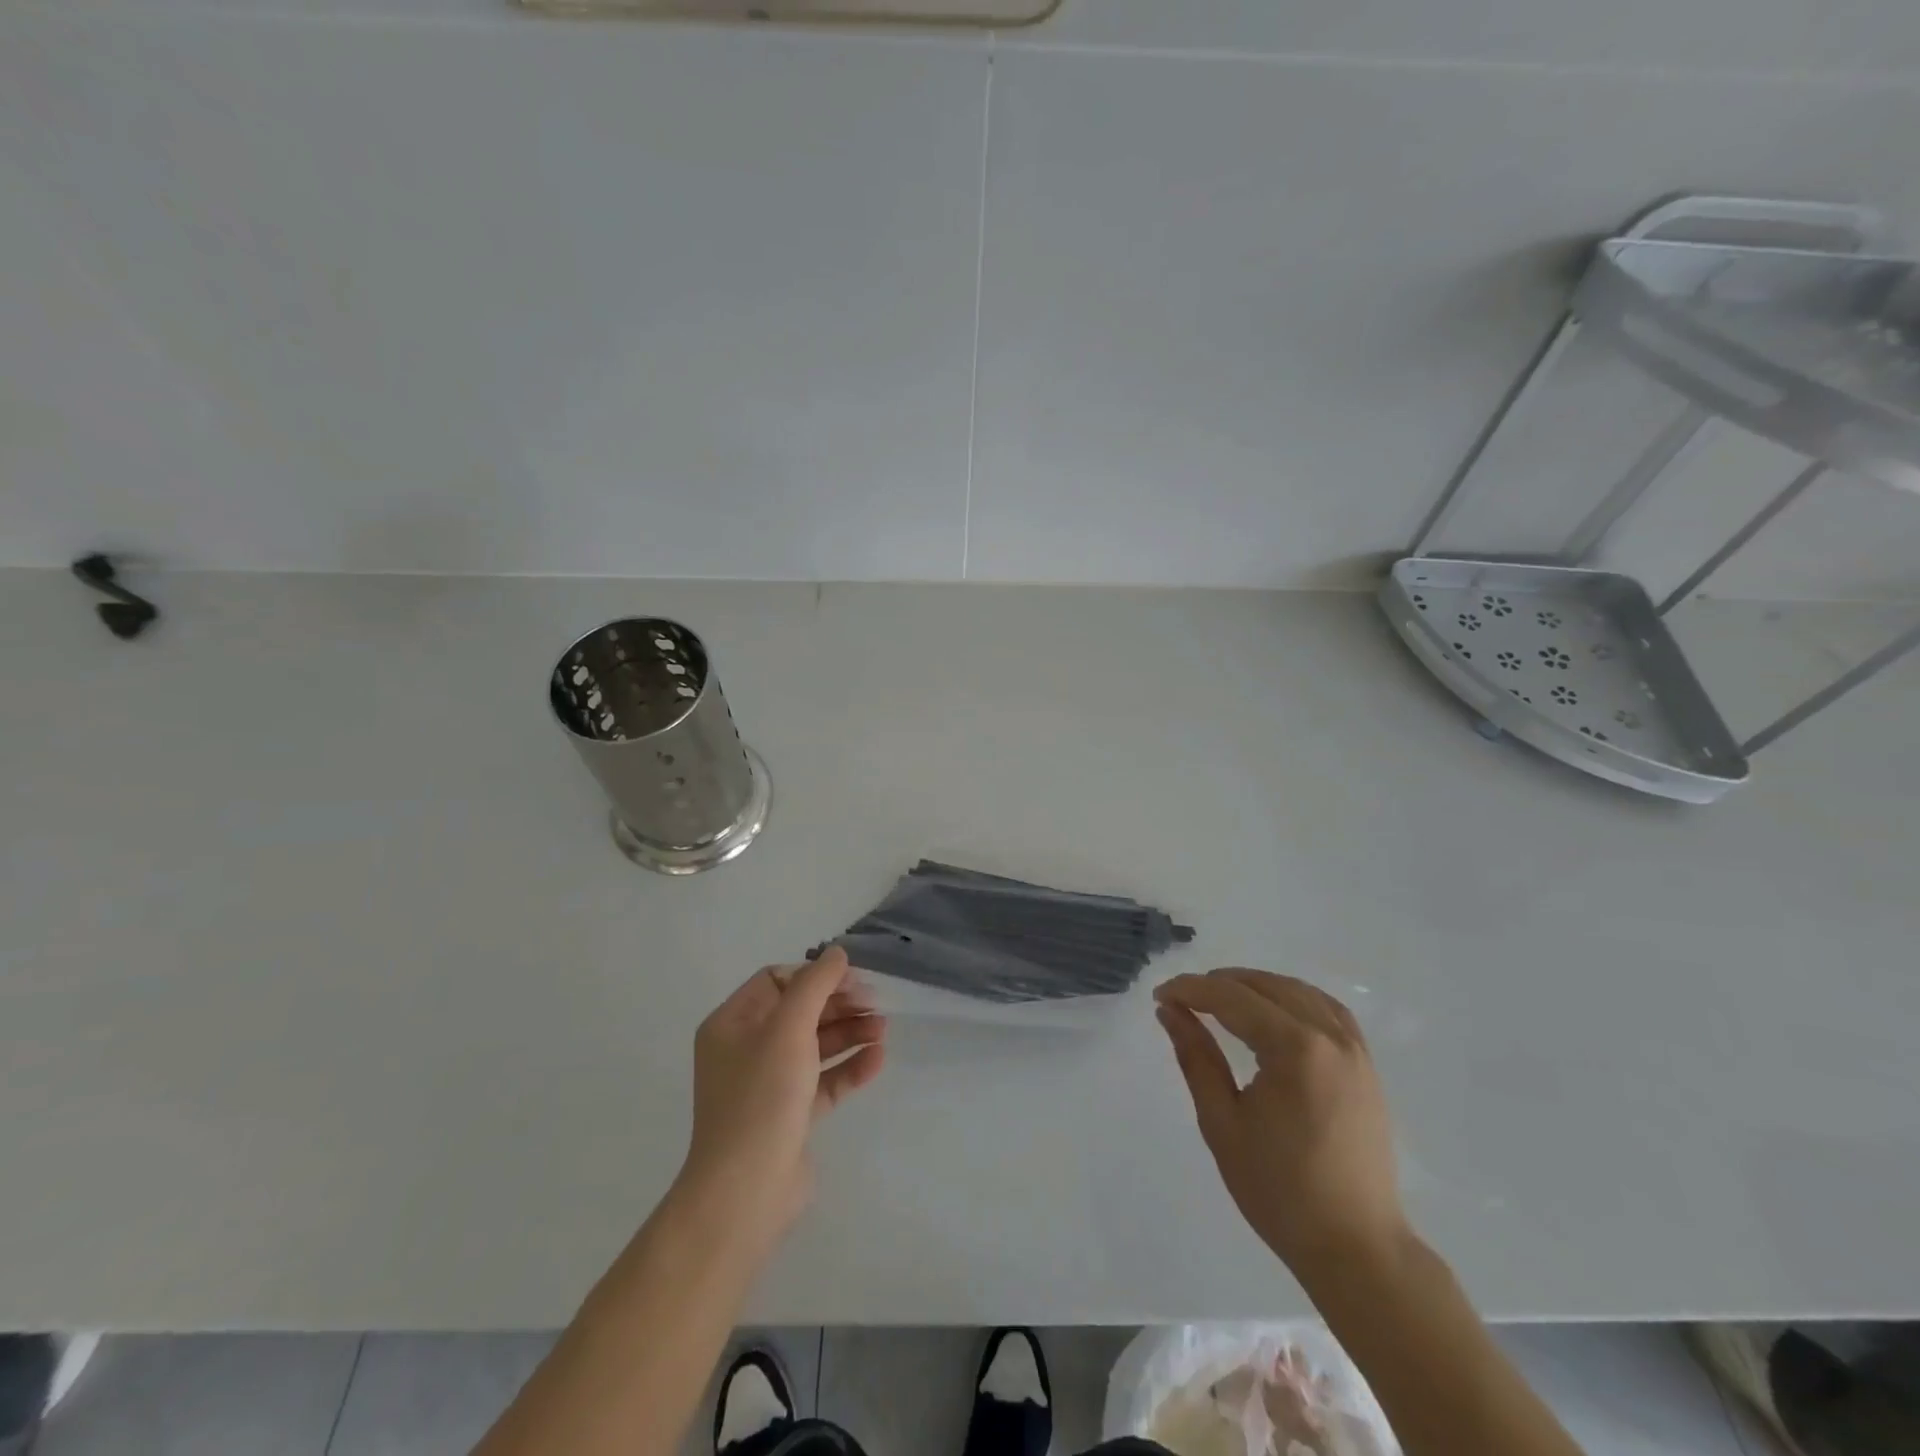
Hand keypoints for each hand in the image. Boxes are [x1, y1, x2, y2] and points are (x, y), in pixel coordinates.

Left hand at [677, 947, 886, 1247]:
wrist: (746, 1191)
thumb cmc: (762, 1097)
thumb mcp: (788, 1028)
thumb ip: (815, 985)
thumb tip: (837, 952)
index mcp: (731, 1024)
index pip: (776, 981)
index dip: (815, 976)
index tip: (852, 981)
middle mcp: (745, 1050)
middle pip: (799, 1012)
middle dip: (838, 1005)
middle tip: (876, 1004)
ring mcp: (767, 1085)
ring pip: (814, 1046)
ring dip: (849, 1033)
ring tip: (883, 1029)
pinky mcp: (789, 1115)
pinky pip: (823, 1081)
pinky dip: (848, 1068)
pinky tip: (877, 1060)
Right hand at [1154, 968, 1404, 1279]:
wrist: (1356, 1248)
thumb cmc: (1280, 1191)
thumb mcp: (1222, 1123)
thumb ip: (1196, 1058)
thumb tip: (1170, 1011)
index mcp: (1295, 1049)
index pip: (1232, 998)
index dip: (1191, 990)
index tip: (1160, 996)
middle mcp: (1330, 1037)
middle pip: (1266, 986)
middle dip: (1220, 984)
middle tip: (1183, 999)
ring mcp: (1355, 1050)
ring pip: (1299, 992)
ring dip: (1257, 986)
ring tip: (1221, 999)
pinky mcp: (1366, 1067)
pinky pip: (1329, 1011)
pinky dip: (1295, 999)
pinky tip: (1275, 1011)